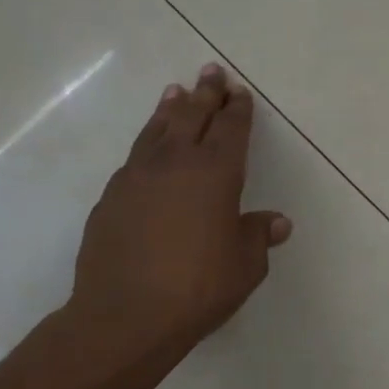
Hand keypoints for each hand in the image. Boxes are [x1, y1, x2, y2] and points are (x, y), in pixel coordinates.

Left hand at [56, 63, 291, 382]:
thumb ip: (258, 236)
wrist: (125, 316)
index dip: (237, 109)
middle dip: (205, 92)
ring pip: (157, 129)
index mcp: (216, 173)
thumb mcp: (245, 266)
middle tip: (211, 71)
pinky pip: (135, 157)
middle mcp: (176, 163)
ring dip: (170, 108)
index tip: (239, 92)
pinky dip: (147, 141)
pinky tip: (148, 148)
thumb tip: (276, 222)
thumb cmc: (199, 288)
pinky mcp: (111, 197)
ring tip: (175, 91)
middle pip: (192, 116)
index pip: (231, 129)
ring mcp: (137, 176)